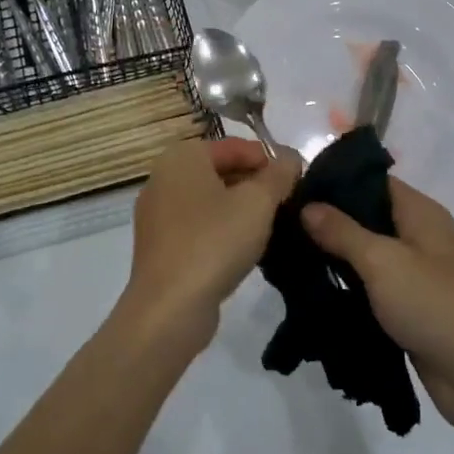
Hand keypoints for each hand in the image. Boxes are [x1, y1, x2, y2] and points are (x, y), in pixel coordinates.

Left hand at [126, 138, 300, 347]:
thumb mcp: (258, 202)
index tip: (296, 181)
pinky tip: (245, 248)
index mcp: (182, 156)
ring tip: (272, 226)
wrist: (170, 307)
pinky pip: (198, 225)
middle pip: (221, 170)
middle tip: (287, 204)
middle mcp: (163, 177)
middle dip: (255, 184)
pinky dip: (222, 229)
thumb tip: (291, 158)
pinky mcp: (159, 245)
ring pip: (210, 200)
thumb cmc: (215, 242)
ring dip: (241, 208)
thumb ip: (279, 174)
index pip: (235, 145)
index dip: (269, 160)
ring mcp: (157, 213)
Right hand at [302, 180, 453, 432]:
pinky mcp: (410, 308)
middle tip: (282, 224)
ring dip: (335, 257)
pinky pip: (371, 287)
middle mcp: (419, 236)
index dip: (335, 181)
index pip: (372, 180)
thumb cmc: (435, 304)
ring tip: (288, 255)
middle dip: (328, 221)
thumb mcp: (382, 262)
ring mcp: (415, 274)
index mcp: (420, 212)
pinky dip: (347, 287)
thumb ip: (342, 232)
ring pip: (367, 254)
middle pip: (367, 216)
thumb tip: (307, 205)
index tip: (294, 187)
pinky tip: (313, 289)